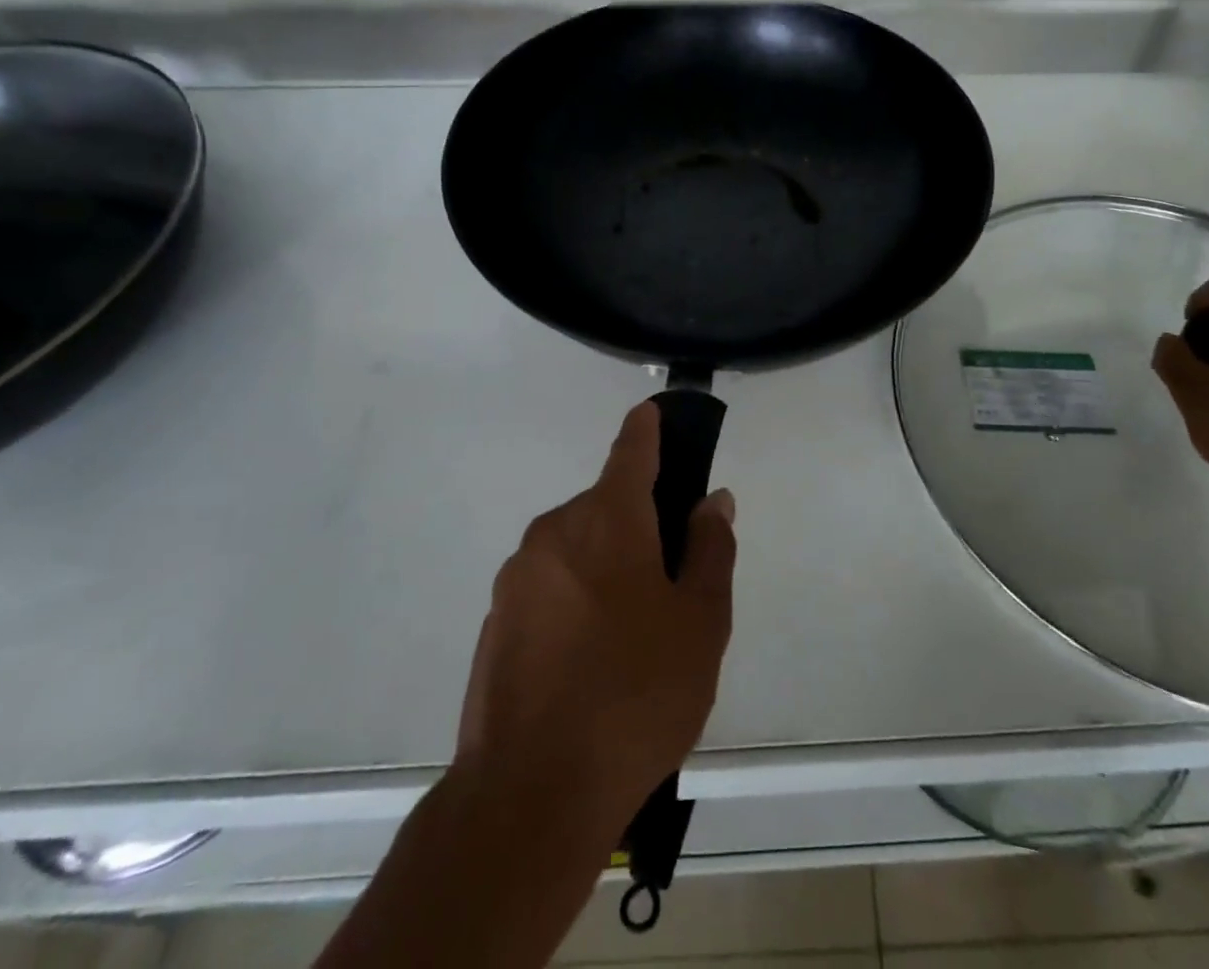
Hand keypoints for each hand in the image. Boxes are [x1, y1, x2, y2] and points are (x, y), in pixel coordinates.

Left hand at [455, 402, 736, 826]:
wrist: (531, 795)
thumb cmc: (635, 696)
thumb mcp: (700, 623)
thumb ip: (709, 549)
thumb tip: (712, 500)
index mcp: (607, 520)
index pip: (630, 450)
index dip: (647, 428)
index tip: (655, 414)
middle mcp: (555, 531)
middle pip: (606, 505)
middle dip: (638, 522)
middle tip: (670, 579)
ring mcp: (518, 576)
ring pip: (576, 547)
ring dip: (606, 565)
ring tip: (632, 634)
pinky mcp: (496, 619)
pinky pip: (549, 585)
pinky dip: (575, 597)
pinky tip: (591, 660)